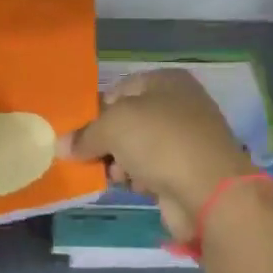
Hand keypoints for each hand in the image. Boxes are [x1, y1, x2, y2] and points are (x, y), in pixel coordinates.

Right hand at [60, 69, 254, 241]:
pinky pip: (151, 170)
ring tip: (116, 176)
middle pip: (128, 121)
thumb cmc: (160, 142)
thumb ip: (85, 134)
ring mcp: (186, 140)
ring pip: (137, 148)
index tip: (77, 133)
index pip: (120, 89)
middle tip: (90, 158)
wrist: (210, 191)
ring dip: (120, 163)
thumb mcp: (113, 126)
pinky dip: (139, 179)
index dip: (96, 110)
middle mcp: (179, 105)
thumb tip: (62, 145)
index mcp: (167, 82)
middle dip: (106, 141)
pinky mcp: (187, 171)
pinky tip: (135, 187)